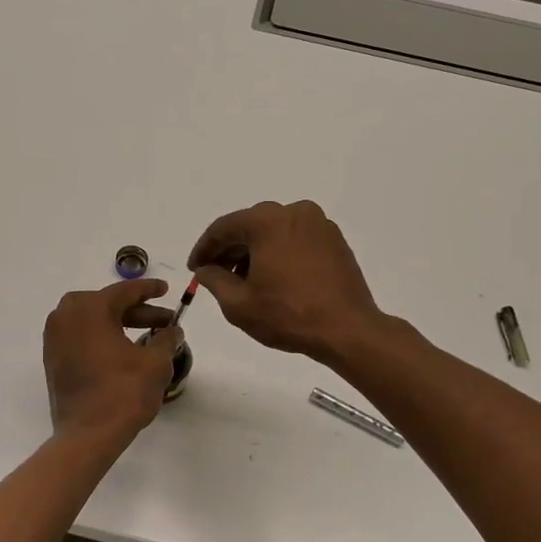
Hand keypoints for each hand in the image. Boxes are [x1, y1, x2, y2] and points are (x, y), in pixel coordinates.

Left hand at [43, 280, 182, 440]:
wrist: (87, 435)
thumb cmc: (123, 393)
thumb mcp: (155, 363)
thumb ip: (166, 339)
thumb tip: (173, 330)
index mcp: (90, 308)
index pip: (125, 291)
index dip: (149, 289)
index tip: (166, 289)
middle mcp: (66, 315)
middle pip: (108, 305)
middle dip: (138, 312)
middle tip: (165, 321)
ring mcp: (55, 337)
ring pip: (94, 321)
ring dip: (120, 325)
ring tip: (149, 336)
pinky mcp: (53, 358)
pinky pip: (82, 336)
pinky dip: (103, 337)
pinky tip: (125, 350)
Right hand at [187, 200, 383, 360]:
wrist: (347, 329)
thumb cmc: (288, 315)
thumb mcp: (238, 303)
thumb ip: (214, 280)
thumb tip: (206, 269)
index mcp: (267, 220)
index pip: (223, 228)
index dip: (204, 249)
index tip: (194, 269)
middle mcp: (294, 212)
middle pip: (250, 226)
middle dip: (230, 250)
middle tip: (215, 275)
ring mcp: (319, 224)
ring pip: (274, 232)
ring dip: (255, 252)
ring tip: (244, 282)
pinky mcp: (334, 240)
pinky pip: (296, 239)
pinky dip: (279, 253)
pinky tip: (273, 278)